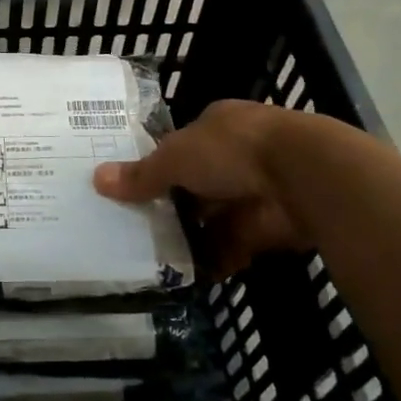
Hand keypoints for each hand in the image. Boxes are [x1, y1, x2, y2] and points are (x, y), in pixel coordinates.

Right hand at [94, 99, 311, 276]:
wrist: (304, 176)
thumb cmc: (233, 150)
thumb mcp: (176, 158)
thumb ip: (141, 174)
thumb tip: (97, 179)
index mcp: (217, 125)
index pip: (182, 146)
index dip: (160, 166)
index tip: (135, 189)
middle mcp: (238, 154)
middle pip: (198, 183)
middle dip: (174, 206)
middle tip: (137, 230)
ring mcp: (257, 190)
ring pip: (216, 217)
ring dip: (193, 237)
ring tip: (155, 258)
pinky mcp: (271, 225)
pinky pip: (236, 245)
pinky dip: (217, 260)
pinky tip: (189, 275)